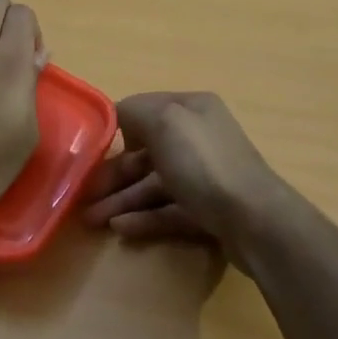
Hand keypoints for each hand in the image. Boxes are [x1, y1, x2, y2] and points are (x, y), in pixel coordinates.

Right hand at [81, 91, 282, 243]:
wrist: (255, 220)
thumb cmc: (204, 163)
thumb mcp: (165, 121)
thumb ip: (135, 111)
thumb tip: (119, 116)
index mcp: (192, 109)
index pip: (146, 111)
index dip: (117, 128)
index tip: (89, 151)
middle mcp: (199, 138)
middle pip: (147, 153)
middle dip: (114, 174)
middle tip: (83, 197)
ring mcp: (205, 176)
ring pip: (155, 184)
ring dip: (122, 200)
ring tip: (93, 220)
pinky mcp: (208, 210)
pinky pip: (168, 210)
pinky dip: (144, 218)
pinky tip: (120, 228)